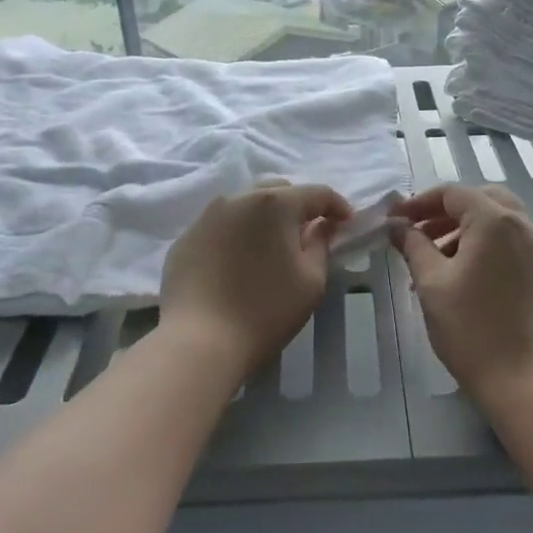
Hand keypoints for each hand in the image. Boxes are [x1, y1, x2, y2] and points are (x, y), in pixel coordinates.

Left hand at [160, 181, 351, 377]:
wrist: (199, 341)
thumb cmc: (265, 310)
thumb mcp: (311, 281)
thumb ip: (322, 244)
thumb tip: (321, 226)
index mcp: (274, 203)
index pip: (316, 193)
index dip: (337, 205)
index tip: (346, 224)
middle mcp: (238, 199)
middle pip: (277, 191)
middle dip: (297, 207)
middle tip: (307, 235)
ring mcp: (206, 217)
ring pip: (245, 205)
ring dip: (264, 218)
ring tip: (270, 247)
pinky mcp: (186, 238)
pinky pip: (220, 226)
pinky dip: (236, 235)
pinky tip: (238, 263)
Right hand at [388, 184, 532, 409]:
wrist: (529, 384)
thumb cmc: (472, 331)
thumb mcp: (432, 284)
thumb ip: (413, 246)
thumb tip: (398, 226)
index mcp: (496, 221)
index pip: (453, 193)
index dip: (419, 203)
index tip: (395, 221)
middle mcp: (525, 226)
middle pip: (481, 200)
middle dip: (445, 212)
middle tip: (418, 233)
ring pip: (499, 221)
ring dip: (465, 229)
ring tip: (436, 260)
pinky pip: (514, 243)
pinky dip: (487, 246)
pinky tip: (466, 277)